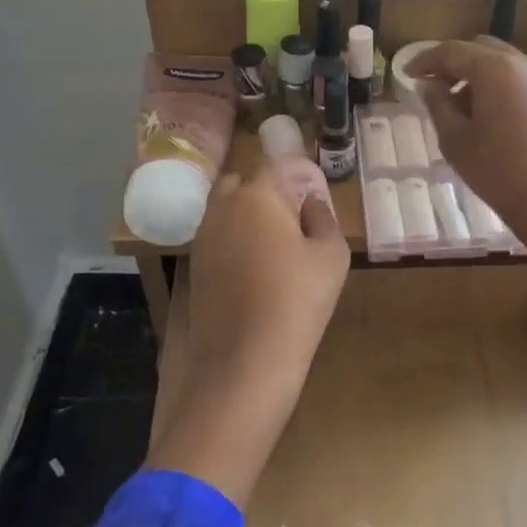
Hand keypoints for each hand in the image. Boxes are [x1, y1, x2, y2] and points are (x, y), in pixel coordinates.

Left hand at [148, 165, 349, 506]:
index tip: (318, 189)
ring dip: (250, 214)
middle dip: (270, 189)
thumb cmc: (297, 300)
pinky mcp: (194, 266)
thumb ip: (323, 217)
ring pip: (227, 209)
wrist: (244, 362)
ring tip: (280, 243)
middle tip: (297, 214)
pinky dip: (236, 239)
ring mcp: (202, 237)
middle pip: (245, 181)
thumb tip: (310, 204)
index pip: (279, 163)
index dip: (301, 171)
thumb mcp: (331, 255)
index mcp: (257, 195)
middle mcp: (222, 207)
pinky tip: (258, 267)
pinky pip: (218, 237)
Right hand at [408, 38, 526, 255]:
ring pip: (498, 61)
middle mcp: (520, 63)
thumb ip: (437, 104)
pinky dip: (494, 83)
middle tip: (431, 85)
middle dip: (452, 62)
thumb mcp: (455, 138)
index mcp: (494, 69)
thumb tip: (428, 85)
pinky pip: (514, 76)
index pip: (452, 51)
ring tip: (454, 104)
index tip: (406, 74)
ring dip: (474, 73)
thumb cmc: (496, 170)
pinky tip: (480, 112)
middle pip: (478, 49)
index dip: (426, 60)